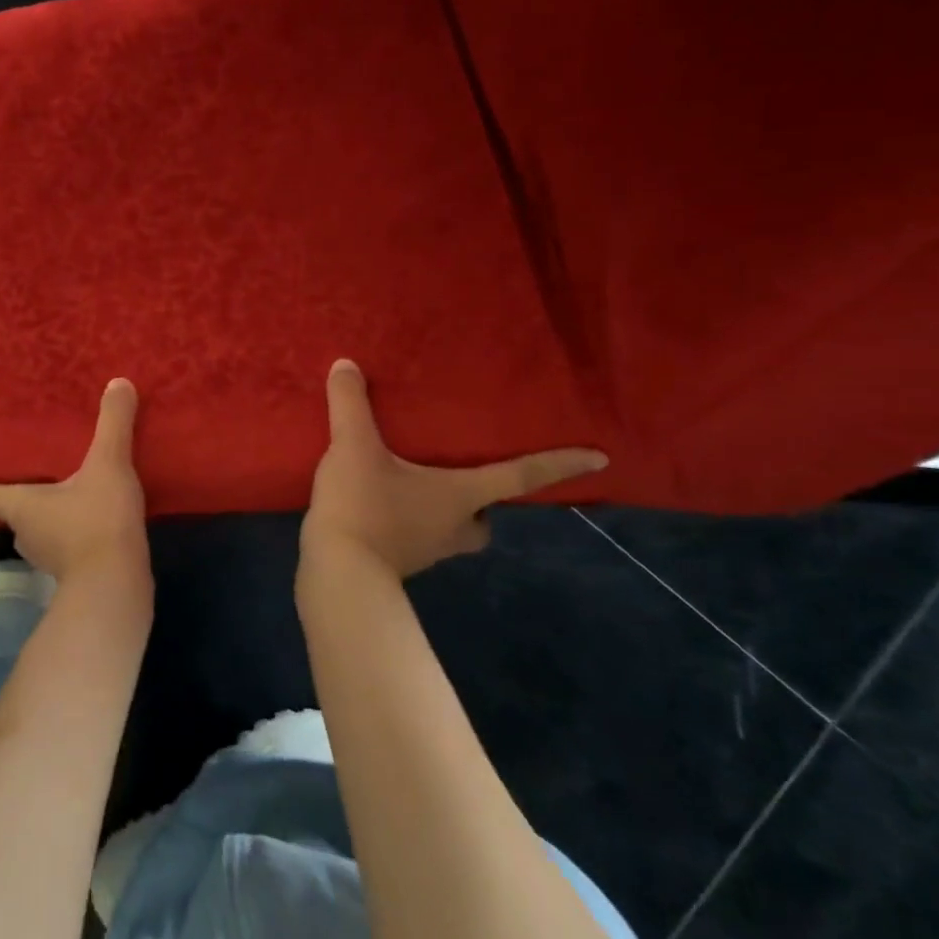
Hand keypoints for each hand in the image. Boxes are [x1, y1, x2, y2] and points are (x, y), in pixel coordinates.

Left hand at [0, 378, 148, 585]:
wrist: (118, 587)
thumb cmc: (97, 522)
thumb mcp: (108, 465)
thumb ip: (113, 423)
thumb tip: (119, 381)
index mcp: (17, 504)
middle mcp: (23, 530)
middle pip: (6, 505)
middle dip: (10, 491)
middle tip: (19, 468)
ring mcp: (46, 553)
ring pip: (38, 522)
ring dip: (47, 506)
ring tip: (68, 483)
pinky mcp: (71, 567)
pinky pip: (64, 536)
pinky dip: (72, 523)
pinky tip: (94, 510)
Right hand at [301, 360, 607, 579]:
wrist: (338, 574)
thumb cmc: (364, 507)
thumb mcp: (354, 447)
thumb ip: (351, 404)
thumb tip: (346, 364)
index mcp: (460, 496)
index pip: (520, 477)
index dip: (559, 464)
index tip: (600, 459)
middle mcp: (454, 527)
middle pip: (485, 517)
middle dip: (482, 502)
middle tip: (464, 479)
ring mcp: (428, 550)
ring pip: (452, 531)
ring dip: (443, 511)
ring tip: (411, 484)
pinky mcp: (399, 562)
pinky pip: (418, 538)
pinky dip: (409, 523)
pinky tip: (378, 505)